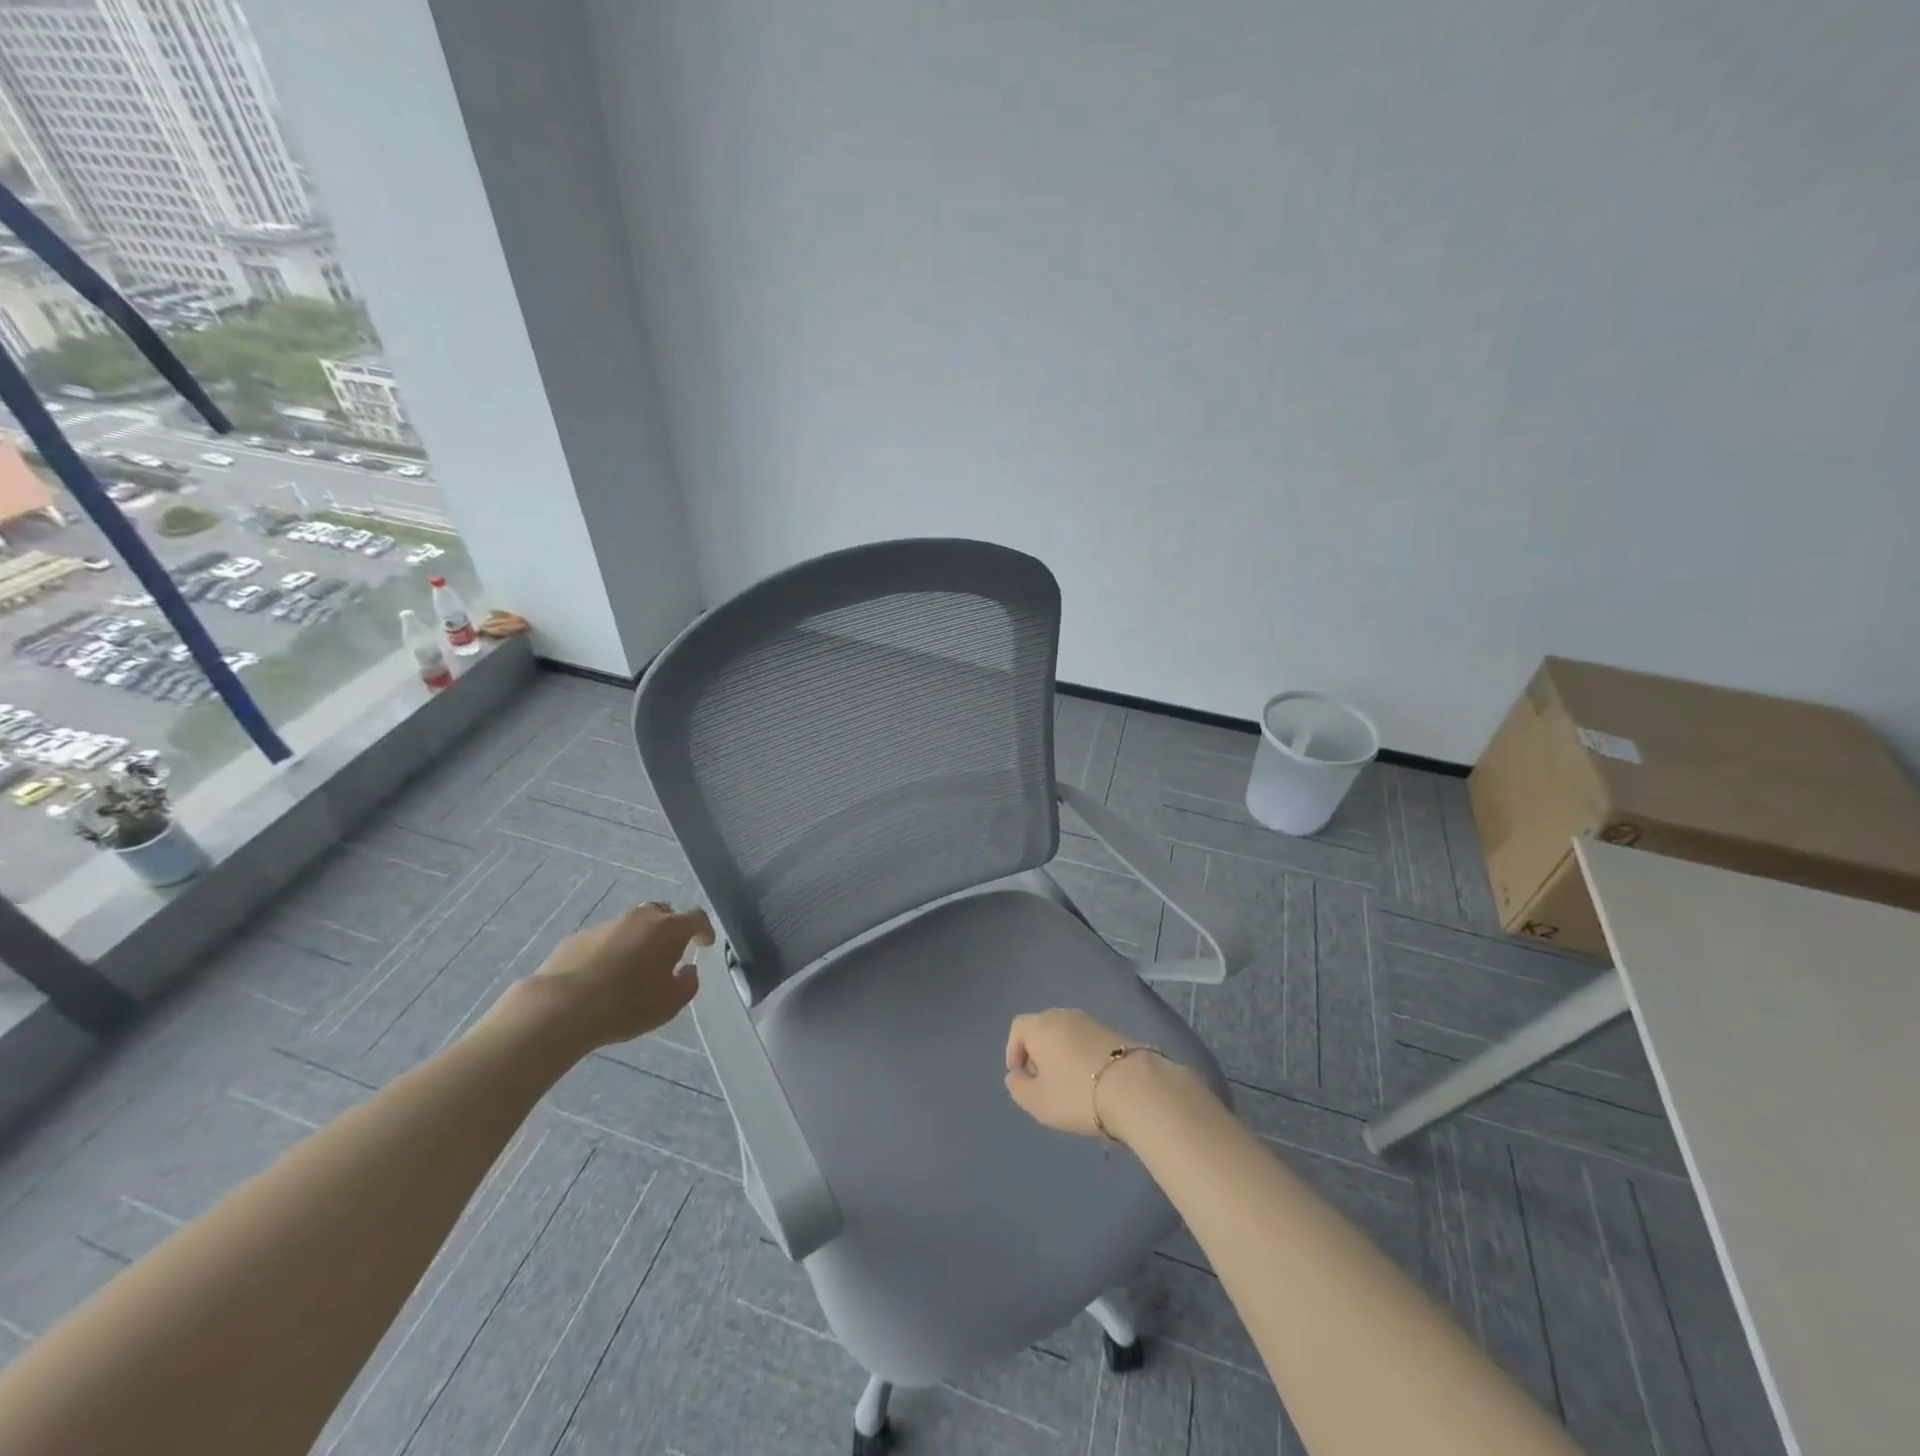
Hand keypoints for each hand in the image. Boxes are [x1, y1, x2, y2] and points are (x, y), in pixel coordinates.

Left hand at [501, 902, 712, 1052]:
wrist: (560, 1008)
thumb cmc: (627, 1005)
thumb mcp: (670, 1004)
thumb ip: (688, 983)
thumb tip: (688, 969)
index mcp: (667, 929)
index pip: (696, 918)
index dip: (704, 930)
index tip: (705, 944)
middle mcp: (639, 918)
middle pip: (663, 913)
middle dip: (670, 929)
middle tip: (669, 952)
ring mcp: (606, 925)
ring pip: (632, 925)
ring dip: (639, 940)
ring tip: (633, 967)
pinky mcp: (577, 937)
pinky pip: (604, 939)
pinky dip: (611, 950)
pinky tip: (603, 975)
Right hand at [1005, 1008, 1164, 1139]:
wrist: (1136, 1087)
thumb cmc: (1077, 1094)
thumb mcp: (1038, 1101)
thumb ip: (1018, 1088)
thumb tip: (1016, 1075)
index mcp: (1040, 1026)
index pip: (1018, 1028)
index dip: (1014, 1051)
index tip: (1021, 1077)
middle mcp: (1064, 1016)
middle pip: (1042, 1028)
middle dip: (1038, 1053)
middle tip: (1043, 1082)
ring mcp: (1092, 1021)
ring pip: (1066, 1034)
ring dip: (1061, 1054)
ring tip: (1069, 1084)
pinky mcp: (1115, 1032)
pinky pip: (1087, 1040)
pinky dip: (1083, 1056)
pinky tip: (1092, 1081)